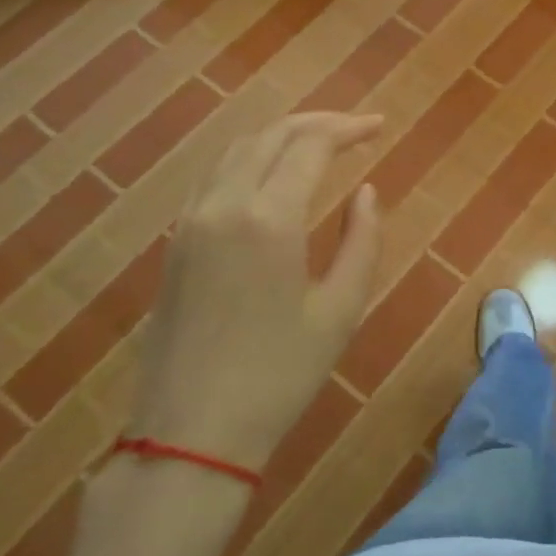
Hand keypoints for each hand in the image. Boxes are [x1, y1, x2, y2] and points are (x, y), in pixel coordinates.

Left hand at [129, 111, 382, 475]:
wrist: (191, 432)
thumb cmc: (280, 375)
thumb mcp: (340, 310)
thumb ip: (361, 241)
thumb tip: (366, 192)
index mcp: (268, 219)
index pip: (310, 146)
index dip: (348, 129)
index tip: (380, 127)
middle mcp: (223, 204)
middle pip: (271, 136)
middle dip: (317, 123)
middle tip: (357, 129)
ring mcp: (190, 221)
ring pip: (237, 150)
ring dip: (281, 136)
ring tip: (320, 142)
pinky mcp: (175, 241)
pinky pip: (214, 176)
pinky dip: (250, 158)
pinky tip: (271, 174)